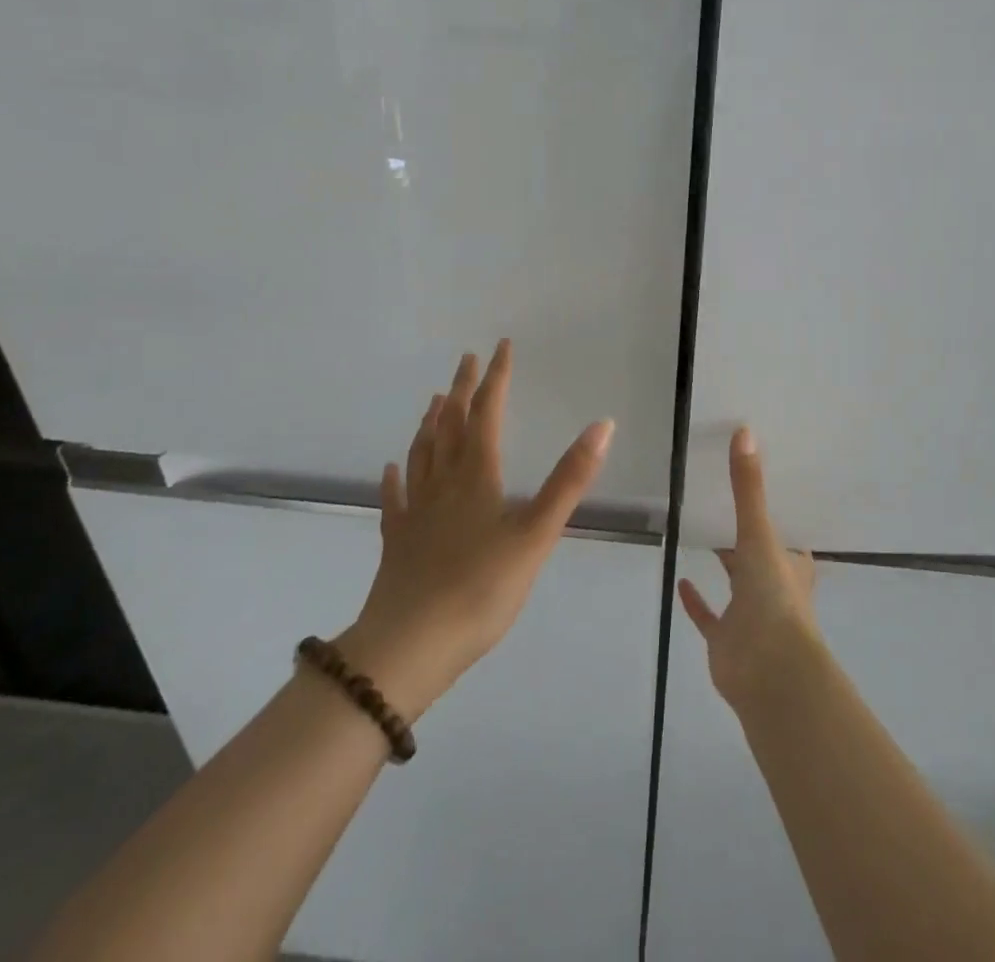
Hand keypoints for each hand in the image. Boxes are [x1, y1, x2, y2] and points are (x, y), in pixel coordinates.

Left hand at [336, 339, 613, 720]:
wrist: (409, 647)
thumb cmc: (481, 588)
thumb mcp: (538, 534)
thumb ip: (570, 480)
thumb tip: (602, 425)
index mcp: (477, 476)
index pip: (487, 413)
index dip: (496, 378)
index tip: (500, 347)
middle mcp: (443, 483)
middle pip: (451, 425)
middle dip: (462, 390)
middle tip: (466, 360)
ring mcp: (416, 511)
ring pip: (422, 454)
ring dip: (431, 423)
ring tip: (435, 400)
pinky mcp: (397, 541)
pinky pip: (395, 499)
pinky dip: (395, 478)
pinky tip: (392, 468)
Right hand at [679, 427, 818, 707]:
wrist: (769, 673)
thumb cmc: (774, 599)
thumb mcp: (760, 534)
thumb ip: (748, 487)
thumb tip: (745, 431)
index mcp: (791, 563)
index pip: (788, 533)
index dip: (778, 513)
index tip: (761, 486)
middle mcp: (774, 585)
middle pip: (761, 555)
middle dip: (747, 535)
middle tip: (723, 501)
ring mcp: (749, 614)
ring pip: (736, 584)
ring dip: (725, 565)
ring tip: (702, 532)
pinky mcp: (725, 638)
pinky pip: (709, 615)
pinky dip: (696, 601)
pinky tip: (681, 580)